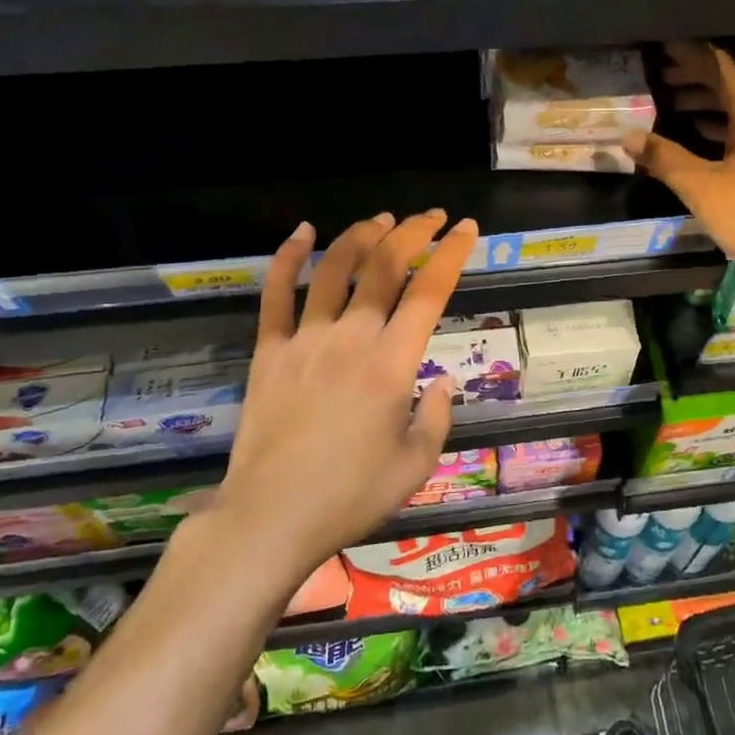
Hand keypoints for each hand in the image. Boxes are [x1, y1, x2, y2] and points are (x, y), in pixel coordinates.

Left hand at [214, 211, 477, 575]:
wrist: (271, 517)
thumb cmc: (350, 496)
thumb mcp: (415, 465)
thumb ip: (436, 417)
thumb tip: (441, 381)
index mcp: (392, 364)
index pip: (429, 292)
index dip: (451, 254)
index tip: (465, 229)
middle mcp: (351, 338)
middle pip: (384, 267)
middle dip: (412, 232)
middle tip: (429, 217)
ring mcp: (305, 339)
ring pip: (335, 269)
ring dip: (361, 236)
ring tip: (381, 220)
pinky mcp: (269, 351)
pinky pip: (275, 294)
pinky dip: (287, 258)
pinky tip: (302, 232)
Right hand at [627, 41, 734, 300]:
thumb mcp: (704, 189)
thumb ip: (666, 159)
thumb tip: (628, 136)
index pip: (723, 68)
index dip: (693, 54)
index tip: (664, 47)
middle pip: (734, 86)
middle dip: (697, 77)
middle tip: (662, 75)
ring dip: (708, 103)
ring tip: (673, 104)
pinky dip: (721, 128)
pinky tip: (702, 138)